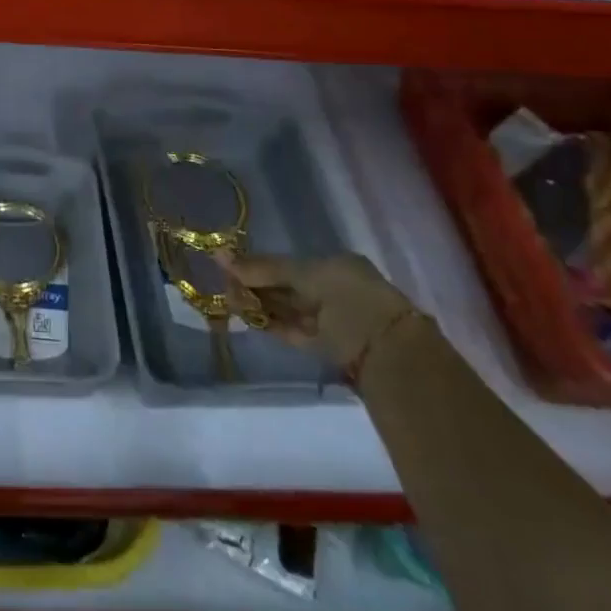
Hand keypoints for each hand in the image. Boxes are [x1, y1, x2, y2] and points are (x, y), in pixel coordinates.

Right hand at [218, 251, 414, 370]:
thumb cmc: (352, 301)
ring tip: (228, 300)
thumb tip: (220, 254)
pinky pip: (290, 328)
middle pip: (285, 285)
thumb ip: (265, 268)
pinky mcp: (323, 347)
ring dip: (257, 304)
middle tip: (223, 284)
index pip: (289, 263)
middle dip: (254, 284)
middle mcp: (333, 290)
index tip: (229, 265)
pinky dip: (268, 322)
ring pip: (285, 307)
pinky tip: (246, 317)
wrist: (390, 355)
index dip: (260, 264)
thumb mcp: (308, 276)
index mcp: (336, 266)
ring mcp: (329, 320)